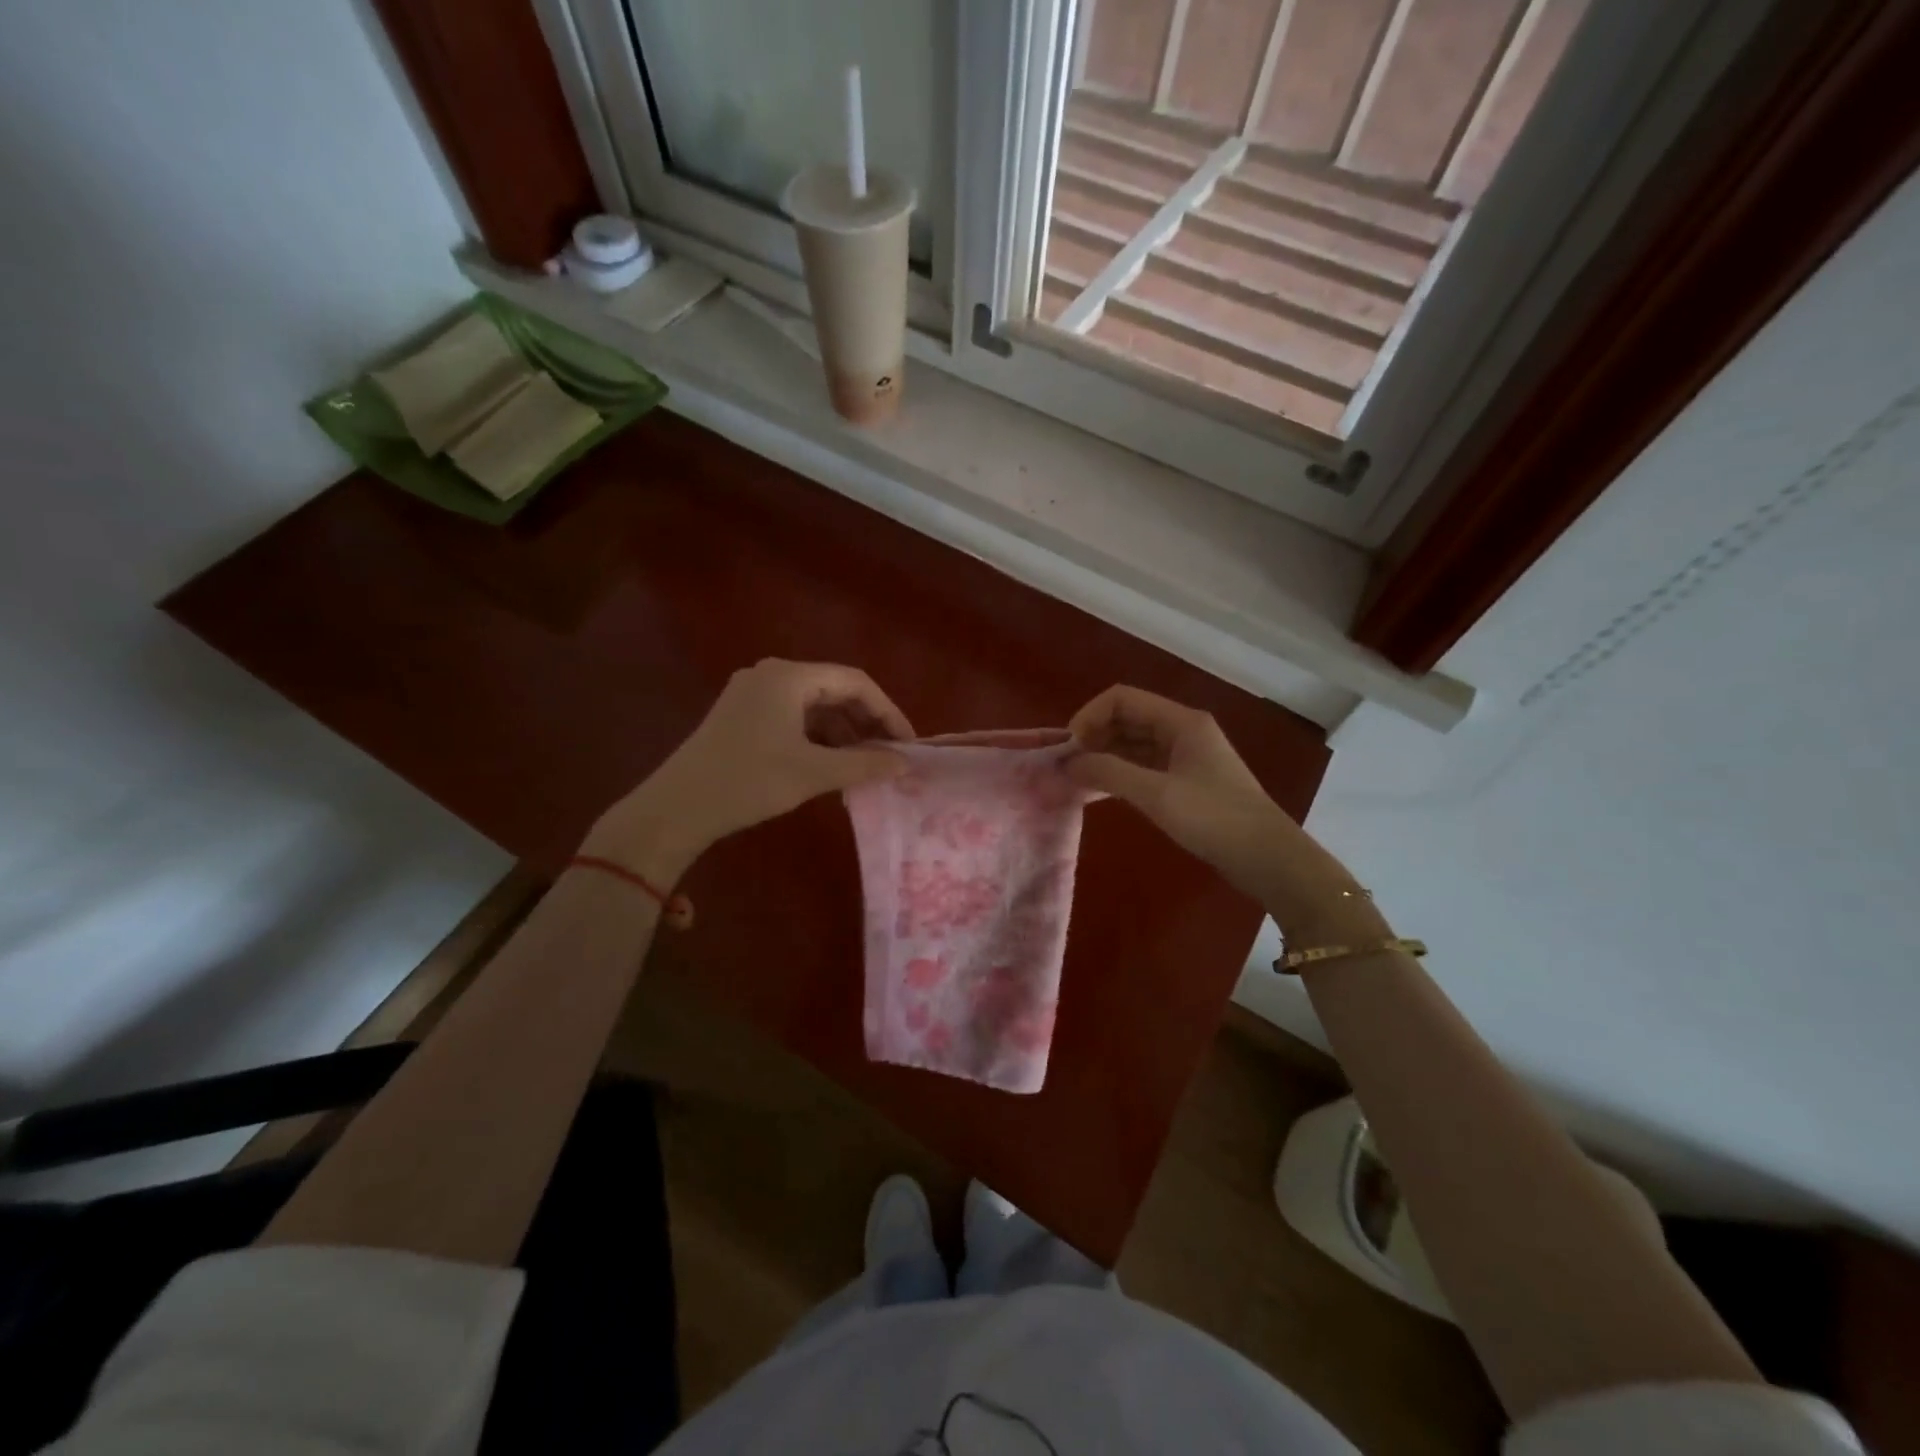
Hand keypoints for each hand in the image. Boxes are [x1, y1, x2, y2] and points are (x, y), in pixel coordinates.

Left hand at [582, 659, 912, 880]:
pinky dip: (818, 739)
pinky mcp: (742, 715)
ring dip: (843, 734)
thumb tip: (906, 764)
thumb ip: (864, 764)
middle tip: (890, 756)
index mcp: (789, 676)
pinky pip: (794, 718)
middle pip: (835, 691)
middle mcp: (771, 674)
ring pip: (814, 707)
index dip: (888, 712)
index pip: (855, 682)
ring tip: (864, 767)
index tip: (908, 744)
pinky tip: (831, 767)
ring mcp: (753, 693)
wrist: (675, 809)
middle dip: (866, 723)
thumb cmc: (747, 782)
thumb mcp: (812, 773)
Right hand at [1066, 685, 1387, 941]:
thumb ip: (1110, 773)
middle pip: (1127, 718)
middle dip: (1094, 737)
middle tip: (1067, 766)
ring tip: (1076, 780)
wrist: (1268, 857)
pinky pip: (1143, 766)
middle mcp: (1183, 730)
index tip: (1068, 747)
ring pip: (1133, 743)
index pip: (1122, 699)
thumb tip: (1068, 763)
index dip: (1089, 716)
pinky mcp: (1186, 780)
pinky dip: (1120, 773)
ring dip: (1104, 756)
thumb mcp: (1157, 794)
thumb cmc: (1215, 819)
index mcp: (1181, 721)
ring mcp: (1186, 755)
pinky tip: (1099, 792)